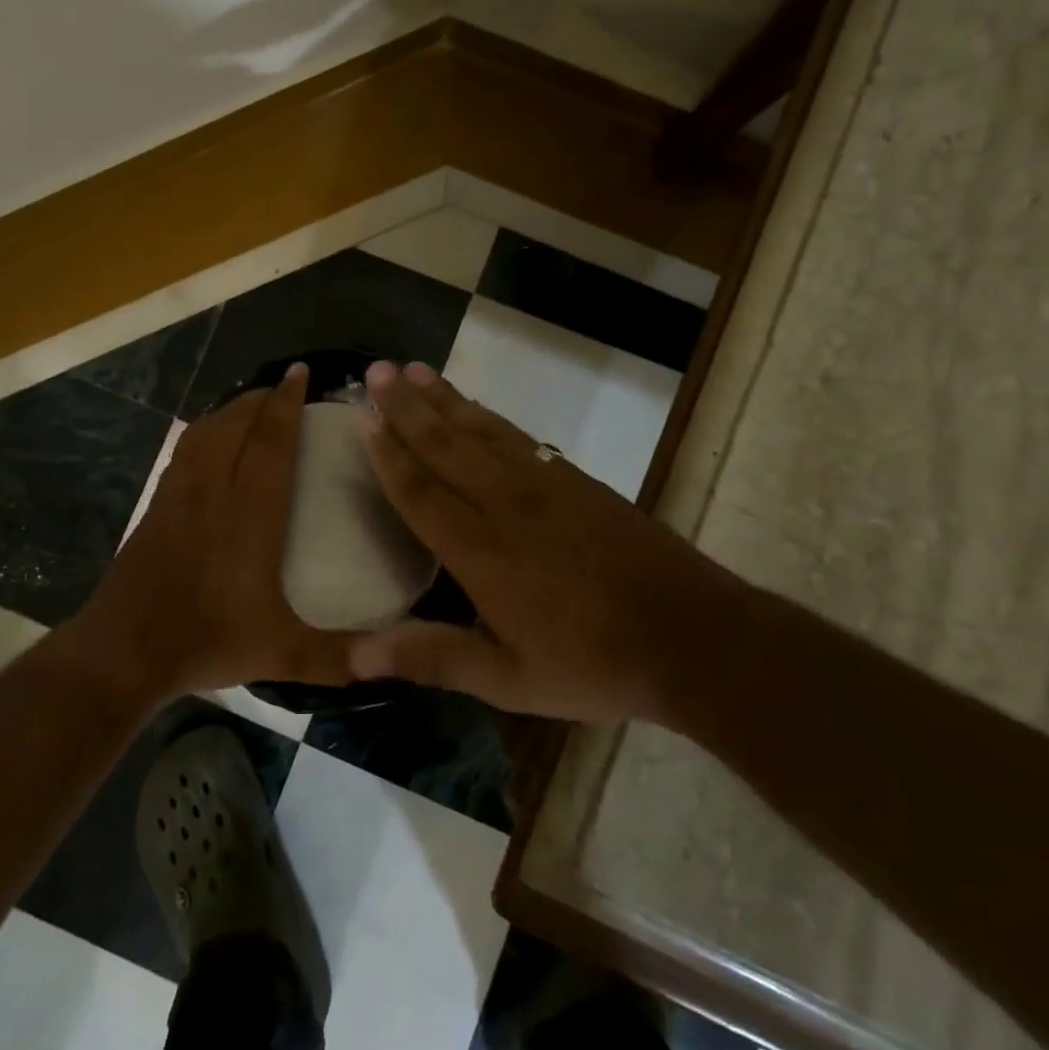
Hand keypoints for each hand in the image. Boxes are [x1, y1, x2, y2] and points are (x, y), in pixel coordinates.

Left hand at [76, 363, 354, 697]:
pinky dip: (205, 431)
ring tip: (252, 405)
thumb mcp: (282, 653)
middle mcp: (213, 490)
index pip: (269, 442)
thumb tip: (392, 658)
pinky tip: (212, 441)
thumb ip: (338, 656)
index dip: (286, 404)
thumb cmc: (207, 639)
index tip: (300, 373)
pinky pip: (186, 450)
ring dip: (231, 409)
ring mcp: (179, 494)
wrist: (124, 649)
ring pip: (206, 431)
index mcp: (249, 513)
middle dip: (261, 398)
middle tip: (285, 386)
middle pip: (235, 424)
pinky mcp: (157, 504)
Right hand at [349, 360, 737, 722]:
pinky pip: (517, 435)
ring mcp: (543, 484)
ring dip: (443, 398)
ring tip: (413, 370)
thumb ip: (433, 658)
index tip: (362, 419)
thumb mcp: (509, 679)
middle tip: (376, 371)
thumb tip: (357, 657)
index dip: (388, 455)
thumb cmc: (591, 662)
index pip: (420, 491)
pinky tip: (474, 405)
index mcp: (480, 550)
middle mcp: (504, 503)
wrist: (691, 635)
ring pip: (480, 430)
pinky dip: (487, 414)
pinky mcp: (573, 478)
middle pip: (445, 445)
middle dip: (406, 407)